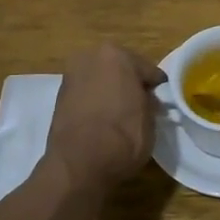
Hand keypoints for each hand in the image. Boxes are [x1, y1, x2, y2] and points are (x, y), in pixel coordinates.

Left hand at [46, 44, 166, 186]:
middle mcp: (90, 57)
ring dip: (109, 92)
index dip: (155, 86)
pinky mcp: (58, 97)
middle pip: (119, 69)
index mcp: (116, 54)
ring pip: (100, 80)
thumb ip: (149, 101)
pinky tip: (102, 120)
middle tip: (140, 105)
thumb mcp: (150, 119)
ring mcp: (71, 76)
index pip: (146, 69)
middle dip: (129, 84)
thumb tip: (146, 100)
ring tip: (120, 115)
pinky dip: (94, 102)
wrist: (79, 164)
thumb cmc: (123, 136)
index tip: (161, 100)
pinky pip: (86, 95)